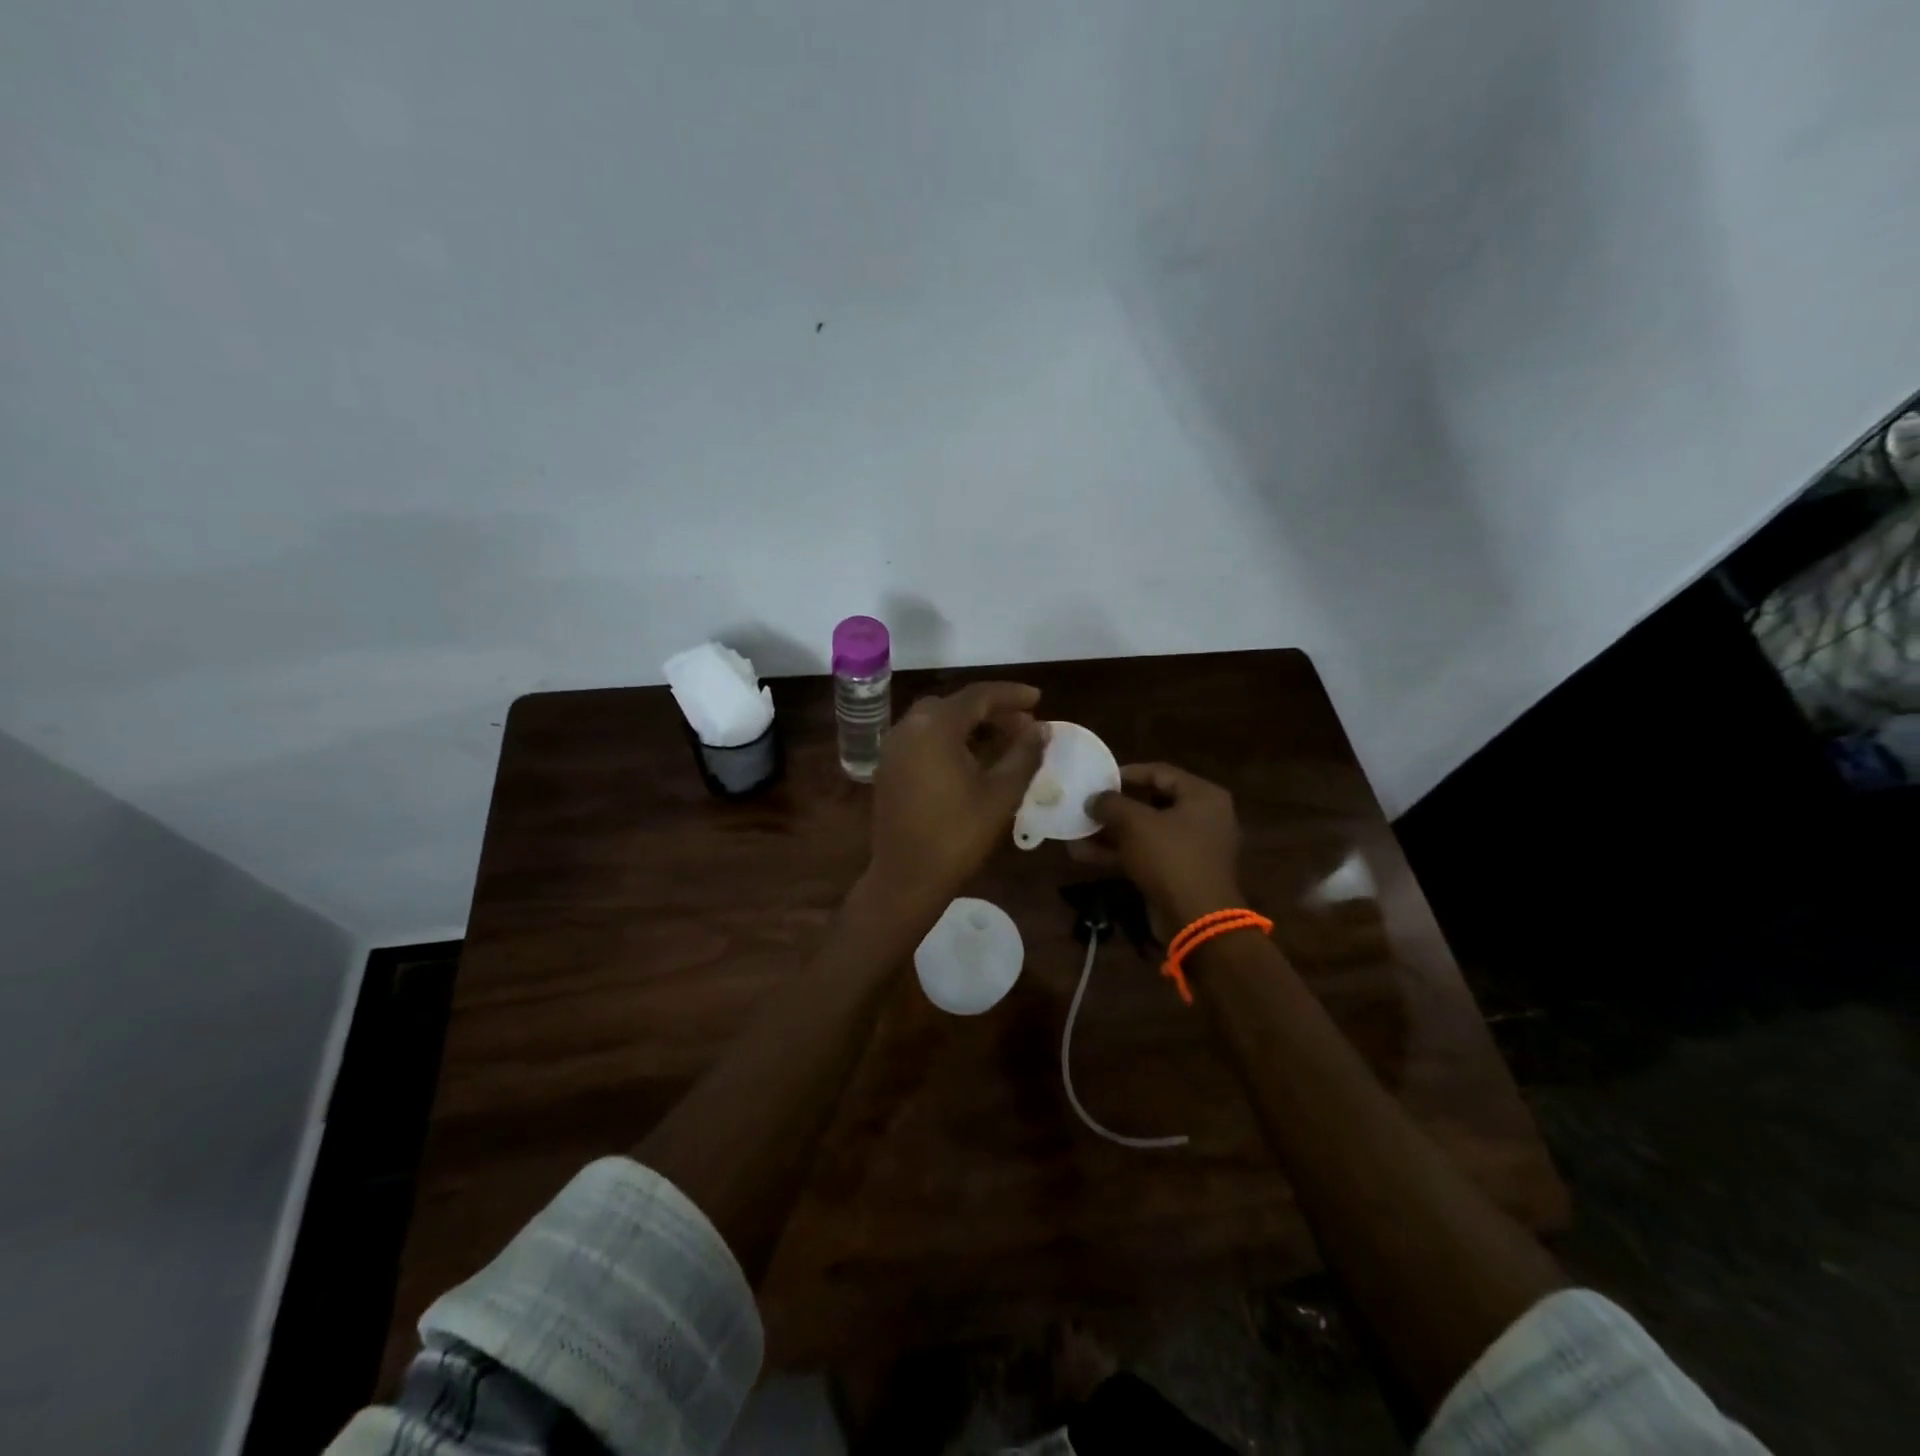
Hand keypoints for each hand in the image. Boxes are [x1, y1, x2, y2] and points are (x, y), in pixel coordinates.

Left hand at [867, 681, 1045, 908]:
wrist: (907, 878)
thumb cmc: (958, 835)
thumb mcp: (1001, 794)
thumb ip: (1024, 754)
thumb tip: (1041, 729)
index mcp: (934, 727)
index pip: (978, 696)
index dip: (1011, 695)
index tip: (1039, 699)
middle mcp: (908, 728)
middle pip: (955, 705)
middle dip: (992, 710)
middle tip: (1023, 724)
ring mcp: (893, 748)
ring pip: (936, 721)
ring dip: (970, 724)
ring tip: (1003, 740)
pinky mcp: (888, 768)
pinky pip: (922, 739)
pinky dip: (949, 739)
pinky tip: (971, 758)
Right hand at [1080, 763, 1244, 926]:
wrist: (1196, 920)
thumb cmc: (1170, 858)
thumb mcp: (1135, 823)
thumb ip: (1111, 804)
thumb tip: (1094, 799)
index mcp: (1202, 796)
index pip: (1160, 772)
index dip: (1126, 774)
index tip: (1098, 779)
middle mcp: (1202, 817)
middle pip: (1151, 803)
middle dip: (1114, 808)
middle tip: (1086, 805)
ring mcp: (1191, 848)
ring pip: (1145, 832)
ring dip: (1110, 833)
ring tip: (1076, 831)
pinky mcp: (1178, 873)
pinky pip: (1145, 854)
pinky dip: (1119, 853)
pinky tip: (1083, 855)